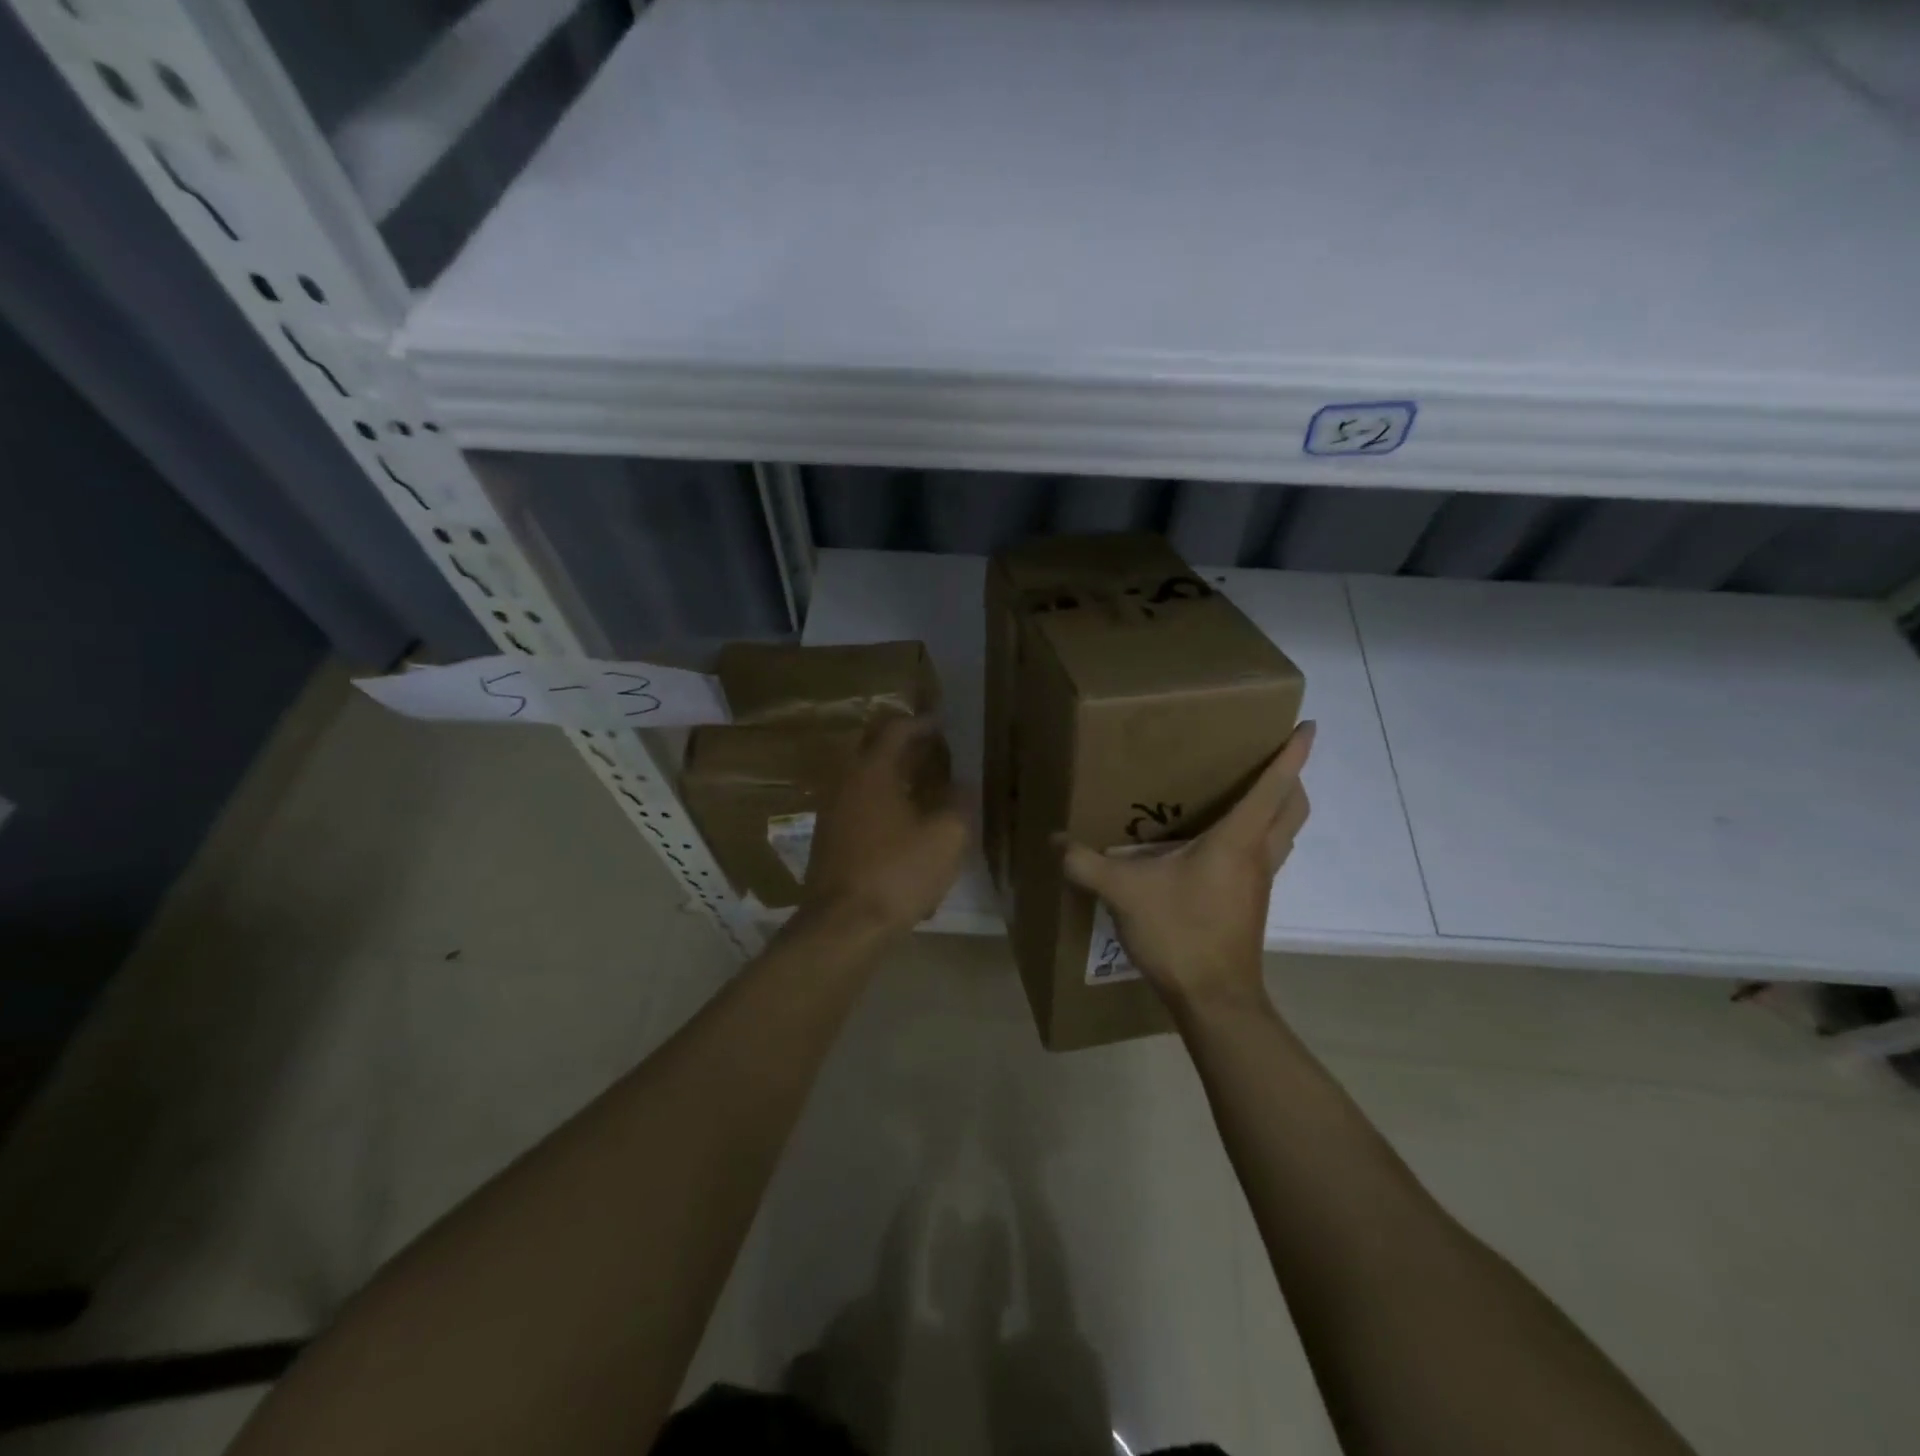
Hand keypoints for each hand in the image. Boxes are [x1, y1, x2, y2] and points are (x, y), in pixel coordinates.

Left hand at [801, 716, 970, 938]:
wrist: (844, 925)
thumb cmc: (898, 873)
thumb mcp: (946, 837)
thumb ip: (958, 803)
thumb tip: (962, 785)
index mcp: (872, 771)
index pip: (896, 730)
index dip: (923, 724)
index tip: (944, 725)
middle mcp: (846, 782)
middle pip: (875, 750)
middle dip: (906, 747)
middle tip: (935, 753)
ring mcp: (832, 812)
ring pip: (865, 780)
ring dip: (894, 777)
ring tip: (926, 788)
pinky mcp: (829, 840)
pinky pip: (859, 806)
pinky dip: (882, 803)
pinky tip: (904, 825)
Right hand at [1061, 721, 1313, 1013]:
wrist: (1214, 999)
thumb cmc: (1179, 934)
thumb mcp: (1124, 893)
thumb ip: (1085, 863)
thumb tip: (1054, 839)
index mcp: (1236, 841)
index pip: (1273, 787)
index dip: (1292, 755)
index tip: (1308, 725)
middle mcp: (1257, 856)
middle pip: (1294, 808)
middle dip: (1292, 778)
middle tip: (1271, 758)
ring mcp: (1259, 883)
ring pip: (1285, 834)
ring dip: (1279, 809)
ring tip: (1247, 794)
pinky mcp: (1251, 904)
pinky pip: (1266, 857)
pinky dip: (1259, 837)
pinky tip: (1218, 846)